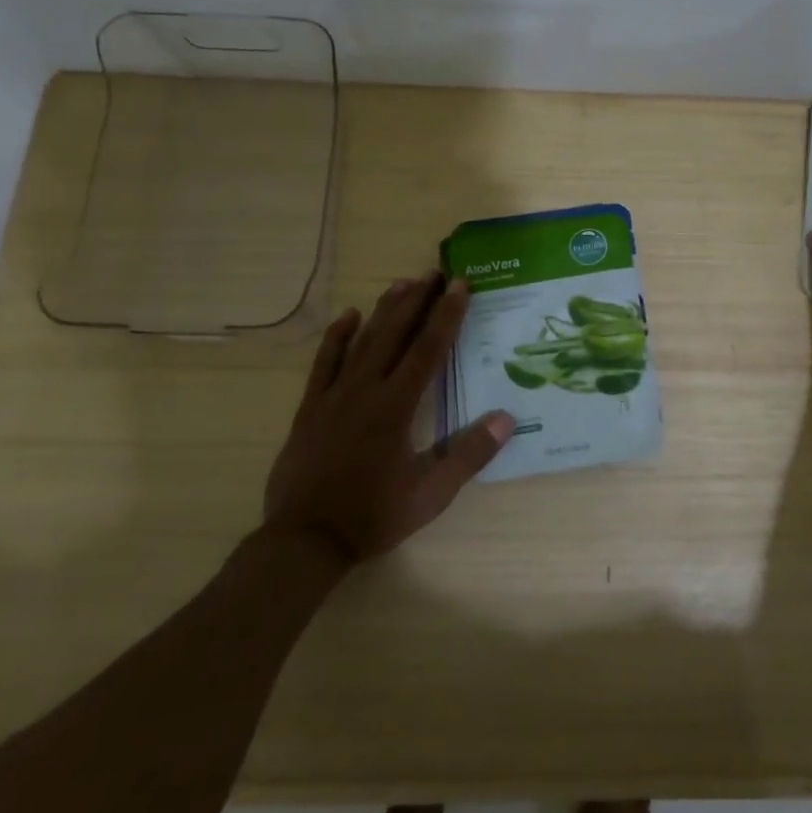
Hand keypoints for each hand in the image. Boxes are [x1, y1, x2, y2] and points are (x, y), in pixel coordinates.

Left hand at [265, 273, 514, 564]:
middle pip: (394, 335)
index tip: (460, 286)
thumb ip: (468, 455)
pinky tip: (348, 316)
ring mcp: (333, 396)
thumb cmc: (372, 516)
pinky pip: (324, 363)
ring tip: (403, 283)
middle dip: (417, 301)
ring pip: (362, 342)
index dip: (446, 316)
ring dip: (384, 310)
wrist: (305, 540)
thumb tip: (506, 418)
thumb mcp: (430, 495)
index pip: (427, 351)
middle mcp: (365, 391)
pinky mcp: (310, 408)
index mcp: (396, 408)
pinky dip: (336, 337)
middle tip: (435, 272)